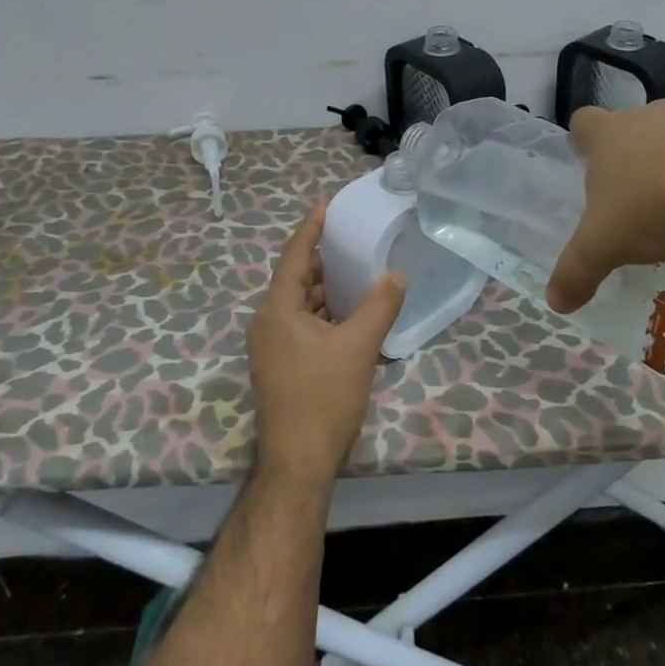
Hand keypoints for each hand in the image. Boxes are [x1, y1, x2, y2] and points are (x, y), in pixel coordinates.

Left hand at [246, 202, 406, 484]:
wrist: (298, 462)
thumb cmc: (324, 397)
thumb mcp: (359, 346)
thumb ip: (380, 305)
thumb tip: (396, 274)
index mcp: (278, 310)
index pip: (295, 256)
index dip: (311, 228)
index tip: (326, 203)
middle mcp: (268, 323)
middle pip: (297, 279)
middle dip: (324, 260)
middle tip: (353, 240)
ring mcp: (272, 347)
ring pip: (301, 305)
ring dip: (327, 290)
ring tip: (358, 273)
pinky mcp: (281, 366)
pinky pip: (302, 326)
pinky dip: (325, 314)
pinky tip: (350, 315)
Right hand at [546, 99, 664, 312]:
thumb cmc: (655, 206)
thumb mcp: (606, 247)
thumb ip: (577, 272)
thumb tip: (556, 302)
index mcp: (611, 135)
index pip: (583, 122)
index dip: (584, 141)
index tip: (590, 161)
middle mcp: (652, 115)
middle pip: (636, 126)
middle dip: (638, 153)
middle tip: (643, 193)